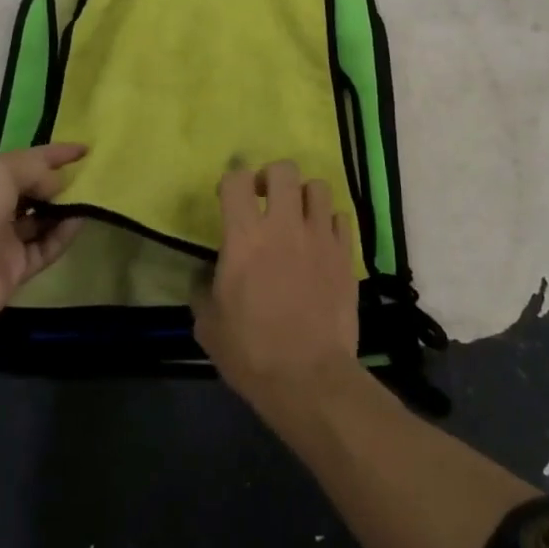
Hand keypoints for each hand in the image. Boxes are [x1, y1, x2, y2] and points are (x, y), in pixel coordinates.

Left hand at [0, 143, 86, 342]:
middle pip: (32, 187)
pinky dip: (63, 234)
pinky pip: (45, 246)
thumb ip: (34, 169)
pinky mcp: (13, 268)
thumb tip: (57, 184)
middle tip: (94, 174)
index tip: (86, 148)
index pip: (22, 158)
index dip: (54, 152)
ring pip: (41, 218)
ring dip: (65, 207)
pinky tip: (81, 222)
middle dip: (60, 180)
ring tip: (94, 197)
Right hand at [194, 160, 360, 409]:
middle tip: (265, 200)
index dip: (230, 181)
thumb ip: (203, 290)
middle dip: (271, 177)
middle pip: (283, 169)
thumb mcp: (209, 325)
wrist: (309, 378)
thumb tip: (204, 275)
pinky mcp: (345, 254)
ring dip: (304, 196)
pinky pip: (340, 218)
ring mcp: (319, 237)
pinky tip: (321, 241)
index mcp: (245, 236)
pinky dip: (329, 223)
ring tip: (298, 217)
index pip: (236, 179)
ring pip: (318, 186)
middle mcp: (284, 225)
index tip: (228, 199)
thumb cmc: (251, 352)